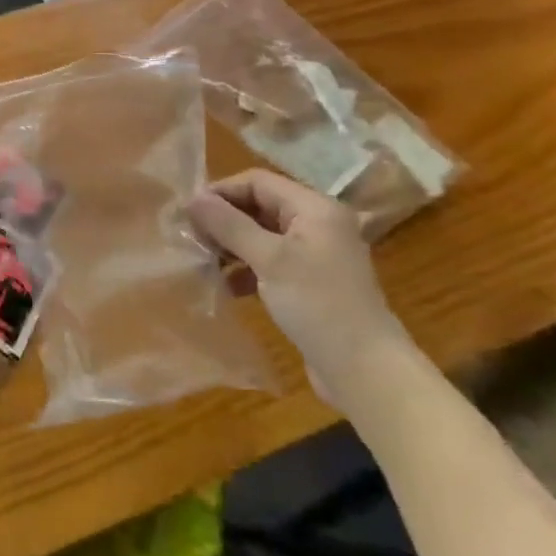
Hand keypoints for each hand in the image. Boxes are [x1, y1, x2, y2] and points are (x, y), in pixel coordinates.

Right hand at [189, 169, 413, 409]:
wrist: (367, 373)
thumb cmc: (319, 305)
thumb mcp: (269, 259)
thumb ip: (229, 225)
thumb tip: (192, 198)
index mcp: (314, 209)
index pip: (257, 182)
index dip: (221, 191)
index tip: (189, 212)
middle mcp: (317, 225)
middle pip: (259, 206)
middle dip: (224, 219)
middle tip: (192, 237)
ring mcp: (315, 255)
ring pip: (262, 235)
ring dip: (231, 245)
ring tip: (203, 261)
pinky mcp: (310, 283)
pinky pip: (270, 262)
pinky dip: (246, 268)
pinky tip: (226, 286)